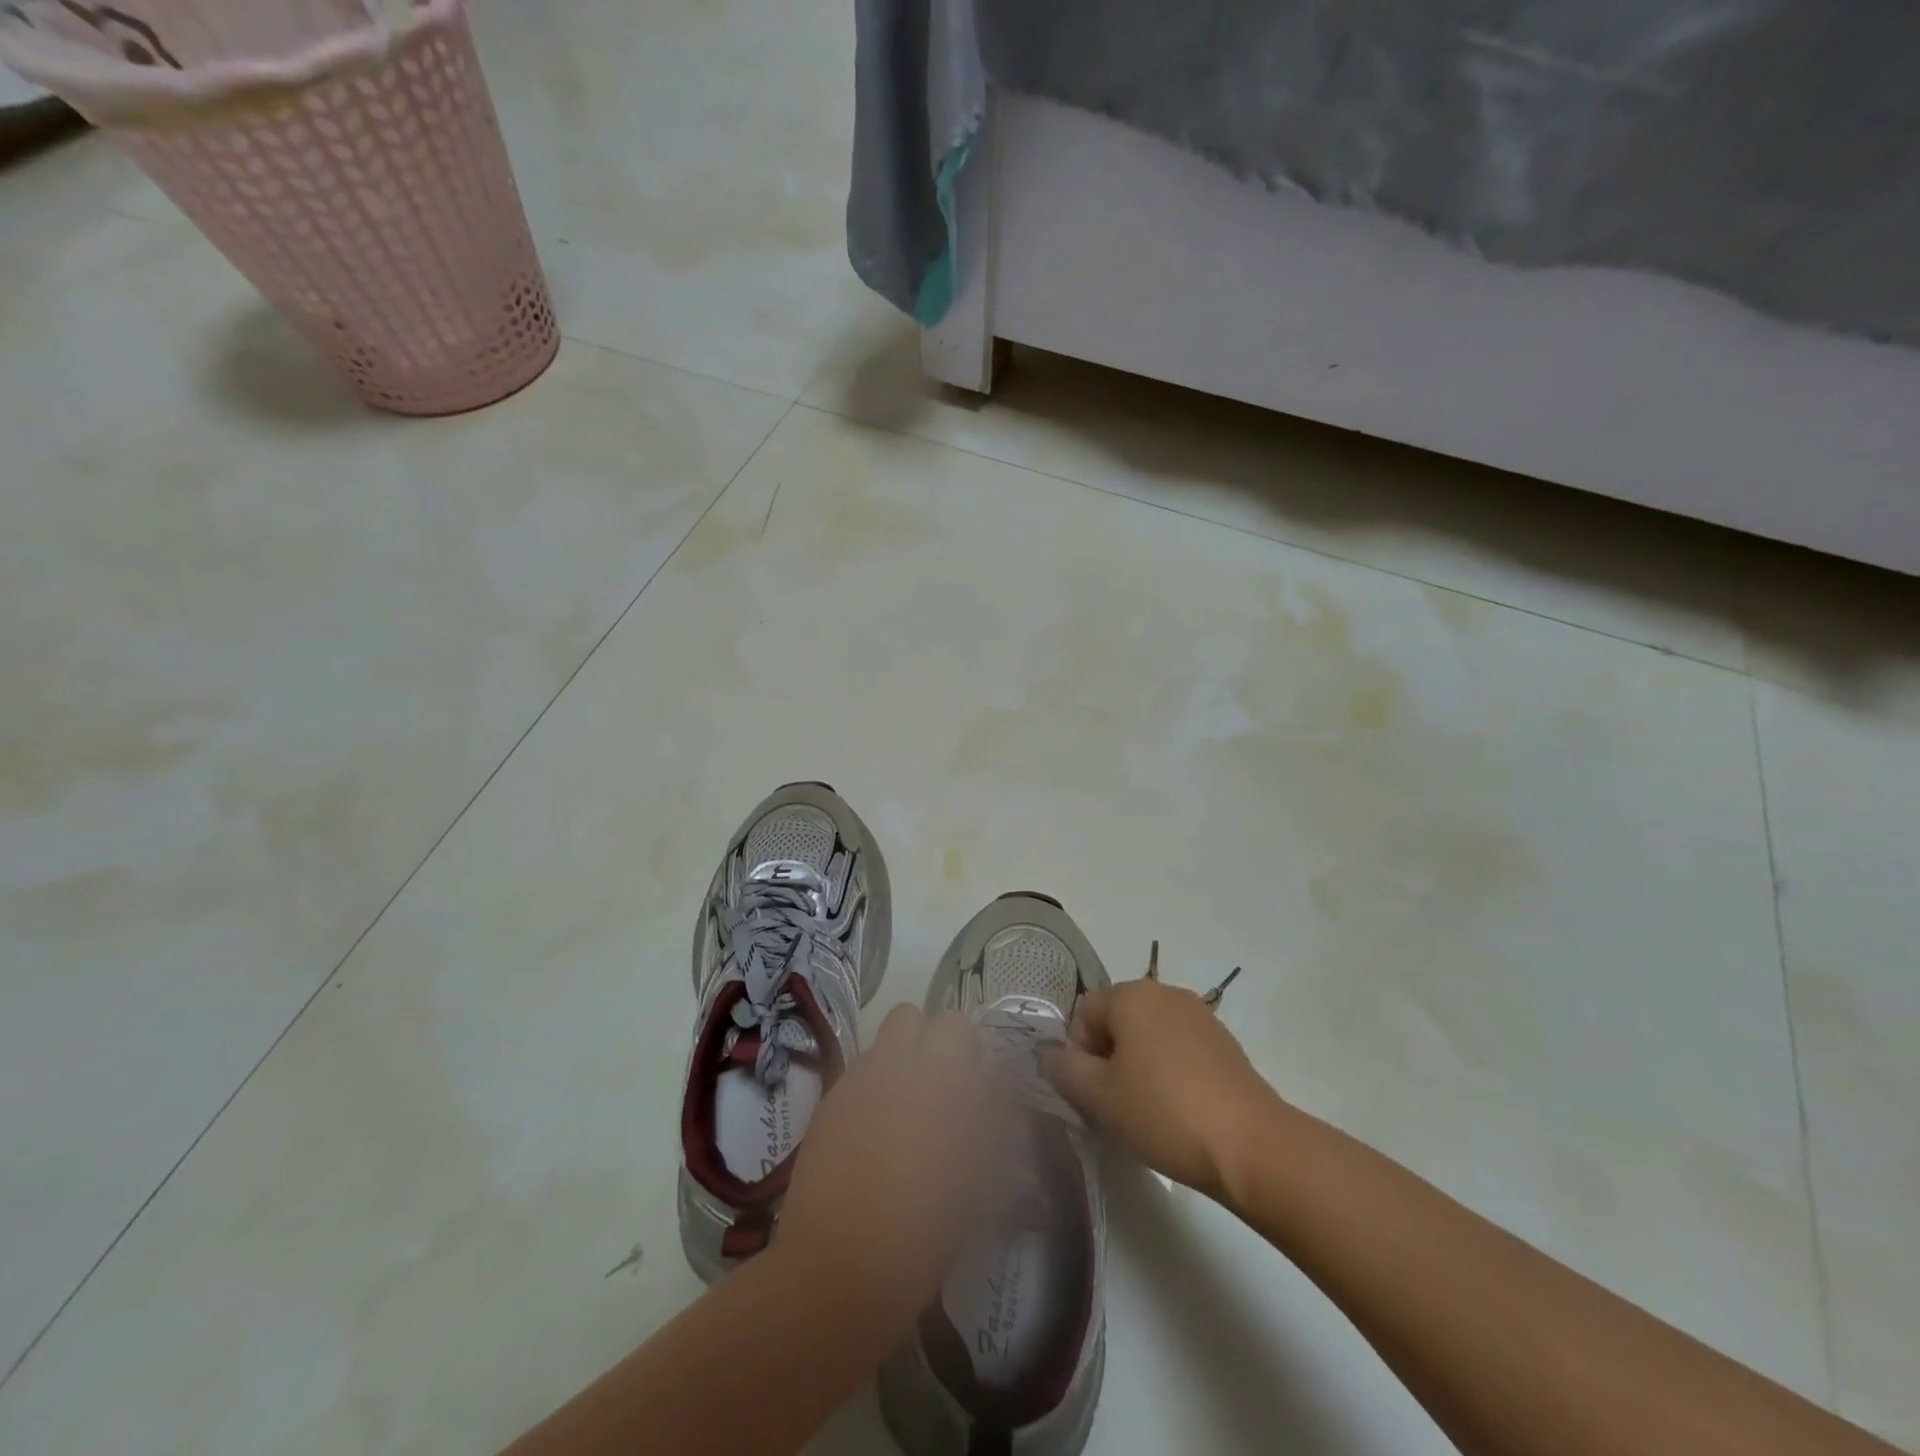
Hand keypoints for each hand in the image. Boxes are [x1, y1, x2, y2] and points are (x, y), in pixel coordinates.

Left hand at [774, 1005, 1005, 1328]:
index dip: (983, 1068)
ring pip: (897, 1025)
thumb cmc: (922, 1240)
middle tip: (946, 1084)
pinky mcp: (836, 1090)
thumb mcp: (977, 1190)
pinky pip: (865, 1061)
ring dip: (909, 1048)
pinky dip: (876, 1076)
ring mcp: (869, 1074)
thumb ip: (990, 1137)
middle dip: (946, 1043)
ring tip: (908, 1092)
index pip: (977, 1045)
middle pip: (937, 1020)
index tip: (982, 1095)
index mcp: (956, 1090)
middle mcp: (913, 1067)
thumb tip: (994, 1110)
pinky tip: (873, 1119)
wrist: (838, 1268)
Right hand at [1043, 977, 1278, 1201]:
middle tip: (1116, 1106)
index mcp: (1132, 994)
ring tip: (1148, 1113)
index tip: (1094, 1095)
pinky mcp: (1224, 1044)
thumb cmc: (1164, 1112)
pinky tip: (1179, 1111)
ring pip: (1147, 1037)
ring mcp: (1200, 1016)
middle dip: (1107, 1061)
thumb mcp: (1099, 1096)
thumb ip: (1064, 1069)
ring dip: (1137, 1068)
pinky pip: (1178, 1050)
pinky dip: (1168, 1073)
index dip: (1079, 1056)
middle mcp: (1165, 992)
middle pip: (1116, 1022)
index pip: (1083, 1014)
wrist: (1252, 1146)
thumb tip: (1049, 1054)